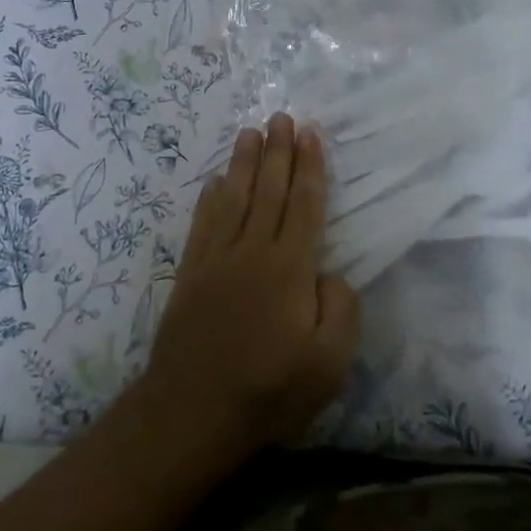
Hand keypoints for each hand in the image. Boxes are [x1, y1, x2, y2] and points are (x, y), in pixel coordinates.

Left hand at [145, 113, 358, 459]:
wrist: (192, 414)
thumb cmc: (269, 391)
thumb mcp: (329, 363)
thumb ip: (340, 309)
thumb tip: (329, 272)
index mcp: (290, 268)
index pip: (304, 204)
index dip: (309, 167)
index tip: (310, 133)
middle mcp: (253, 251)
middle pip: (269, 190)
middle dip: (278, 151)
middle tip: (282, 116)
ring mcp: (217, 260)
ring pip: (234, 197)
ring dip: (244, 162)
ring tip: (251, 131)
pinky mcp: (190, 274)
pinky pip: (203, 223)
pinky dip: (211, 197)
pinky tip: (216, 180)